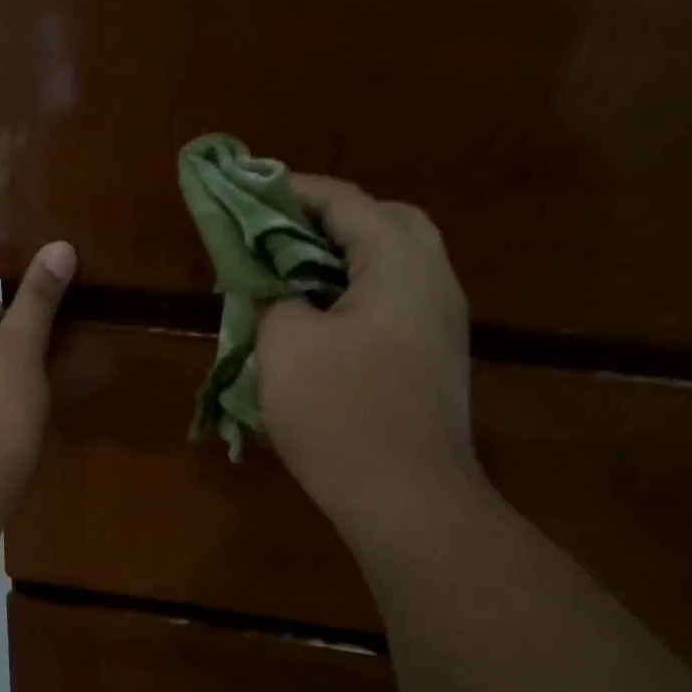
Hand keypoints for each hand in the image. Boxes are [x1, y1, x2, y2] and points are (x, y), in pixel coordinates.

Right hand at [256, 175, 478, 547]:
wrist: (407, 500)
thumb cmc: (342, 413)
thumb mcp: (285, 346)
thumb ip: (274, 299)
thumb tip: (277, 292)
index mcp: (400, 262)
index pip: (346, 202)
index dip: (293, 191)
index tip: (251, 191)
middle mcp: (433, 282)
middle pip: (384, 226)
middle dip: (329, 224)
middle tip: (282, 237)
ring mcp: (440, 327)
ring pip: (391, 271)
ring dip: (342, 267)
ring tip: (293, 282)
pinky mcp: (433, 365)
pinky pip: (392, 311)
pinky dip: (354, 304)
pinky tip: (319, 331)